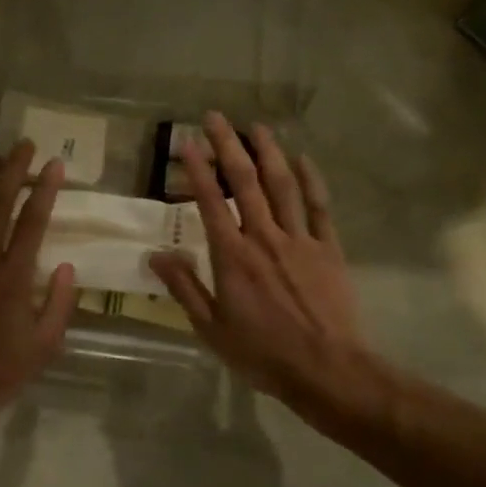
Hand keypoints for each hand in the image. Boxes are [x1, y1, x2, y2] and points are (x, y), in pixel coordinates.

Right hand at [149, 114, 381, 420]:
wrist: (326, 369)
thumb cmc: (262, 353)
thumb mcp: (211, 328)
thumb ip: (185, 287)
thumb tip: (157, 254)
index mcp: (232, 256)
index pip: (210, 202)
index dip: (197, 169)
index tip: (186, 142)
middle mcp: (264, 237)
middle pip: (246, 182)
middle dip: (228, 146)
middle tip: (216, 117)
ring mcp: (300, 239)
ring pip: (283, 185)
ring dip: (269, 152)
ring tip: (257, 126)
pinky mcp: (328, 248)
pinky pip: (319, 206)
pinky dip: (311, 180)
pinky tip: (303, 159)